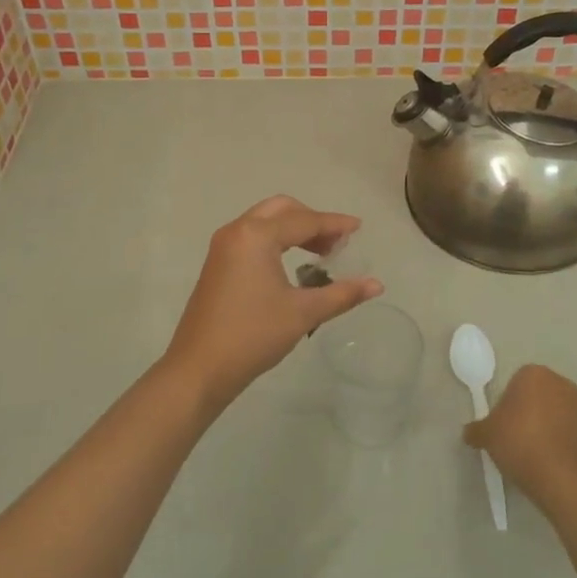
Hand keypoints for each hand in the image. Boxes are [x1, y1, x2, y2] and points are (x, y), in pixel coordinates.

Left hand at [160, 196, 382, 414]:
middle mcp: (237, 231)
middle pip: (282, 210)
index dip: (334, 224)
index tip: (359, 228)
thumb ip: (342, 294)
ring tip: (320, 253)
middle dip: (312, 220)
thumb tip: (377, 285)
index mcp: (256, 235)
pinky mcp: (217, 263)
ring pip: (265, 222)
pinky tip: (292, 264)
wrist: (199, 368)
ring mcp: (223, 246)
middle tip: (336, 242)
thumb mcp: (303, 313)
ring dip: (293, 229)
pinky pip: (252, 237)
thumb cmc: (253, 335)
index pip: (304, 220)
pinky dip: (276, 240)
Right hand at [464, 364, 576, 510]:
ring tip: (538, 457)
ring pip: (561, 416)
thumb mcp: (487, 436)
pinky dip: (568, 448)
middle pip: (541, 397)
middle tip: (518, 440)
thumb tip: (470, 432)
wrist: (565, 480)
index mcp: (535, 376)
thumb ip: (476, 429)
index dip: (508, 404)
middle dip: (531, 414)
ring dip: (551, 430)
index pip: (516, 383)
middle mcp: (563, 385)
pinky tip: (557, 467)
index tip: (503, 426)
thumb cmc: (520, 444)